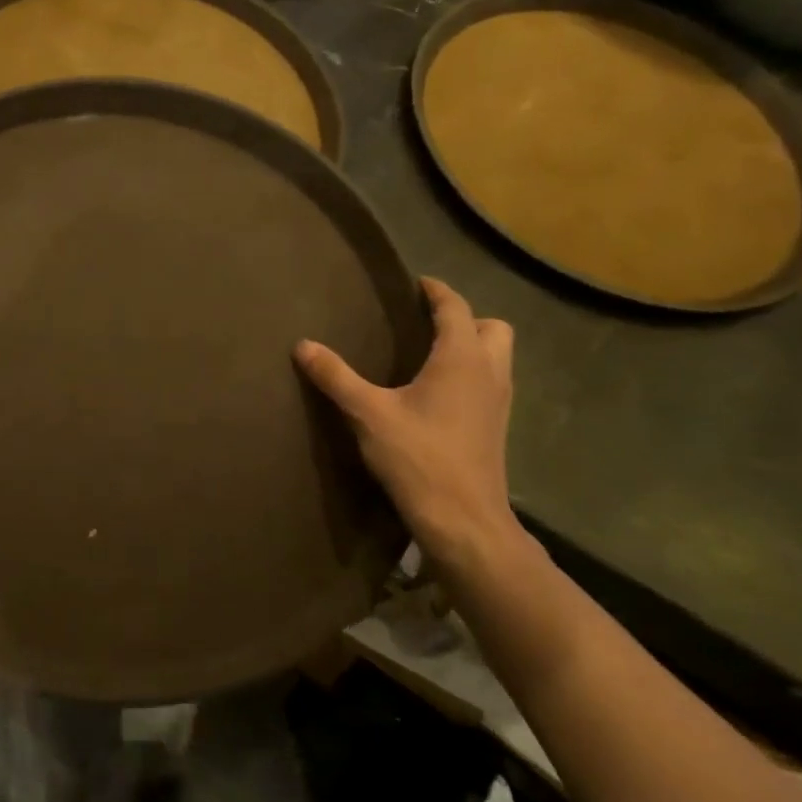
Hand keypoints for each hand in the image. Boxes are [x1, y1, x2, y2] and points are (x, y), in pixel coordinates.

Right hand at [296, 277, 517, 569]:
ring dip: (473, 346)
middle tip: (426, 324)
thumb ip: (336, 376)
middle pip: (492, 327)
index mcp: (461, 358)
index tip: (416, 283)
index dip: (436, 291)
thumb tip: (303, 345)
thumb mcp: (368, 414)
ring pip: (498, 356)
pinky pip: (491, 382)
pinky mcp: (496, 427)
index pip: (455, 308)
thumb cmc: (418, 457)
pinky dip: (472, 373)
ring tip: (430, 355)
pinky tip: (439, 394)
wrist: (462, 518)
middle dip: (465, 318)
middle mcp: (489, 372)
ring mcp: (498, 401)